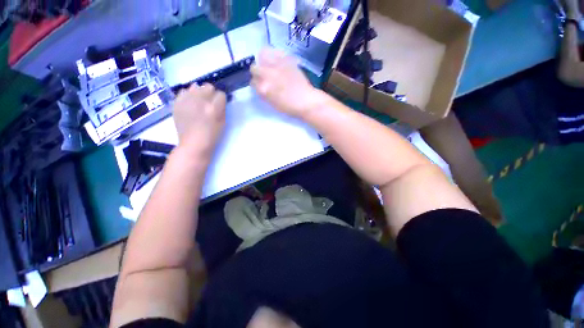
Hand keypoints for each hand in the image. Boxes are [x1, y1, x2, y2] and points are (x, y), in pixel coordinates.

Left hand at [172, 83, 225, 154]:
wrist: (193, 144)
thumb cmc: (212, 135)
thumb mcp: (223, 122)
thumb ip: (222, 109)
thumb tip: (220, 100)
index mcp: (213, 108)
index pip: (221, 94)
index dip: (221, 99)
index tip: (220, 104)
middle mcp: (200, 101)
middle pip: (208, 87)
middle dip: (211, 94)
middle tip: (210, 103)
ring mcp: (186, 101)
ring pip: (195, 87)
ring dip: (199, 93)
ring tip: (199, 102)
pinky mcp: (177, 103)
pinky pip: (183, 91)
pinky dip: (188, 95)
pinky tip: (190, 103)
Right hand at [251, 48, 321, 117]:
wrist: (305, 101)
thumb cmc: (289, 107)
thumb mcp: (272, 103)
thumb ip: (264, 94)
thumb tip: (260, 86)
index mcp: (263, 88)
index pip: (252, 82)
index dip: (256, 84)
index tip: (260, 85)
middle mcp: (267, 74)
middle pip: (254, 68)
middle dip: (257, 72)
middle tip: (264, 76)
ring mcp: (277, 65)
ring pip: (262, 54)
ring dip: (263, 60)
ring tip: (269, 64)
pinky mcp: (287, 59)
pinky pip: (276, 51)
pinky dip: (275, 54)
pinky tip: (278, 61)